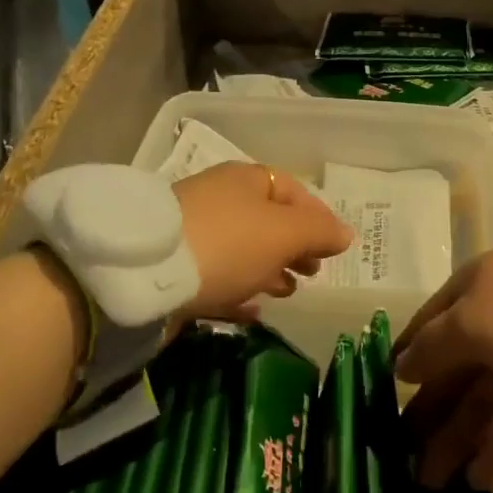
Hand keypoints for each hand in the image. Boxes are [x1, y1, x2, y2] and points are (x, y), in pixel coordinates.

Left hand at [174, 162, 353, 319]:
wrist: (146, 272)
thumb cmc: (229, 242)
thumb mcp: (284, 233)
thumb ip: (319, 232)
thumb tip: (346, 233)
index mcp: (247, 180)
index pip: (293, 191)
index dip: (318, 217)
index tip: (334, 248)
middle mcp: (220, 199)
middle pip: (268, 221)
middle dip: (294, 246)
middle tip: (313, 272)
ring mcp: (195, 232)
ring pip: (243, 250)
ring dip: (269, 270)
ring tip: (287, 293)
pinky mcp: (175, 268)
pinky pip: (217, 278)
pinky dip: (239, 291)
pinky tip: (254, 313)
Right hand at [394, 249, 492, 489]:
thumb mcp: (470, 322)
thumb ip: (433, 346)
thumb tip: (401, 366)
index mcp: (474, 288)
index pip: (430, 324)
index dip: (408, 357)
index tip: (383, 394)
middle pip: (456, 367)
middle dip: (431, 410)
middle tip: (402, 455)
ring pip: (486, 398)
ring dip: (458, 437)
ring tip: (430, 482)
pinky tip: (475, 479)